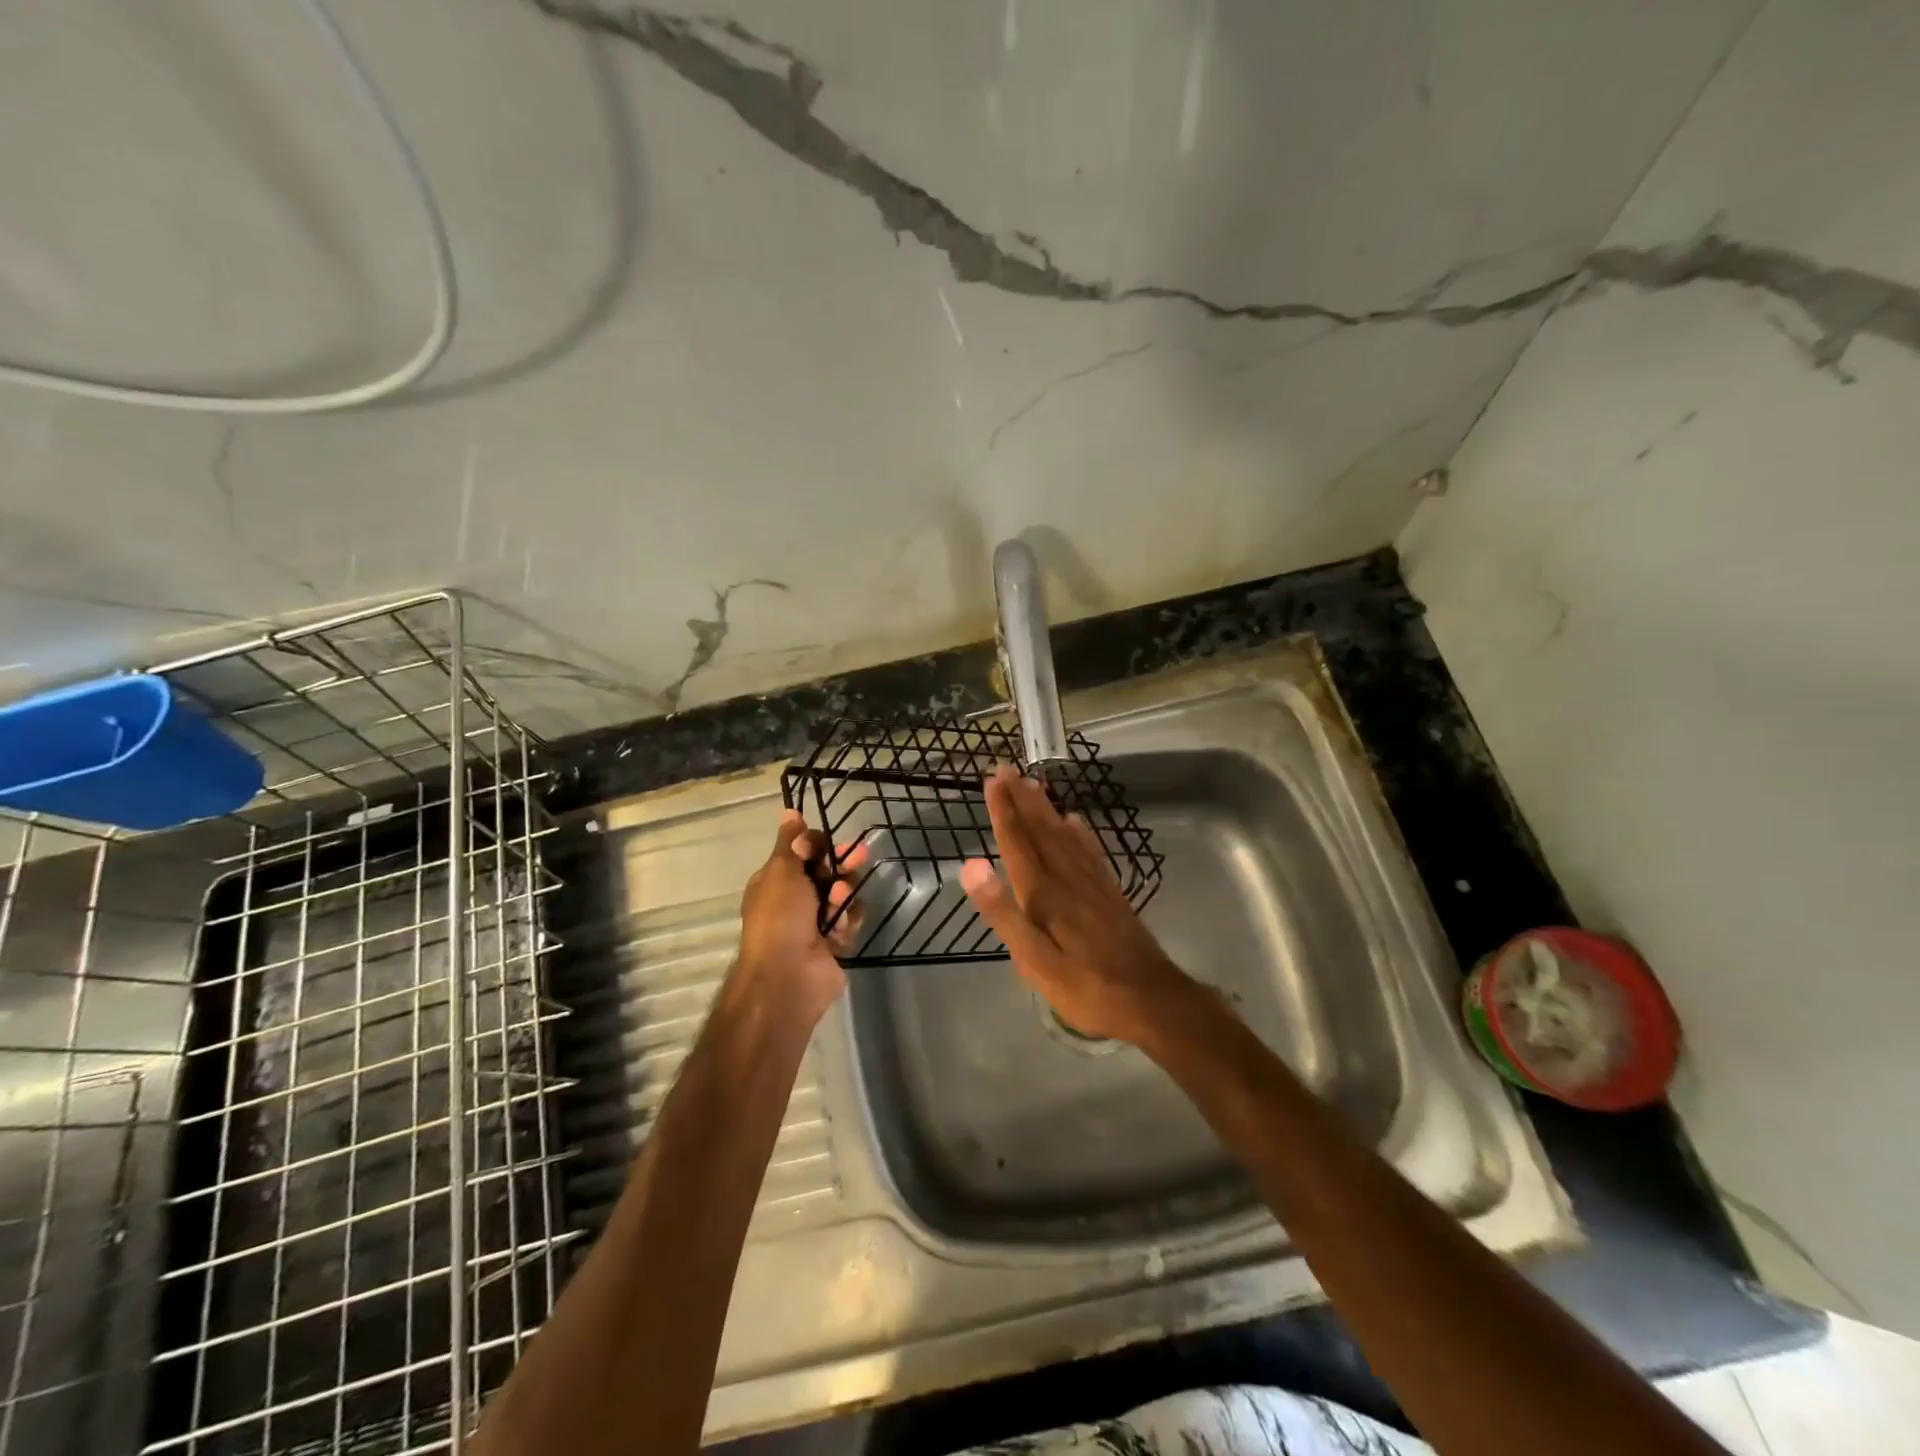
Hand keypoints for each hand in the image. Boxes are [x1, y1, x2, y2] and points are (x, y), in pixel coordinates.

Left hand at [732, 810, 864, 1027]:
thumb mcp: (781, 870)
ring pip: (844, 893)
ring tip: (839, 901)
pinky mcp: (836, 941)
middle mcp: (795, 900)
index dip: (818, 845)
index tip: (825, 844)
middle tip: (858, 855)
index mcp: (776, 881)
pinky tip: (841, 926)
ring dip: (844, 893)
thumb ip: (790, 841)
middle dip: (842, 862)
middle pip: (828, 870)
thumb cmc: (780, 917)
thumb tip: (788, 812)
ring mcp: (816, 922)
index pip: (804, 852)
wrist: (788, 975)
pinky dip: (848, 919)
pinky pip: (851, 919)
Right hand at [959, 764, 1194, 1044]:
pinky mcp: (1111, 893)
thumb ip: (1003, 912)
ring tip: (1034, 784)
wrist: (1151, 999)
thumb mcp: (1034, 960)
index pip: (1018, 842)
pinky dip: (1079, 832)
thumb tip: (970, 865)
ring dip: (1046, 808)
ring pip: (1064, 835)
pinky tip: (1075, 821)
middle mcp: (1067, 878)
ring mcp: (1093, 883)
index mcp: (1044, 893)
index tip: (992, 780)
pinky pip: (1091, 851)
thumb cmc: (1085, 986)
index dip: (1003, 811)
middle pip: (1041, 830)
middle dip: (1022, 799)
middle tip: (1007, 769)